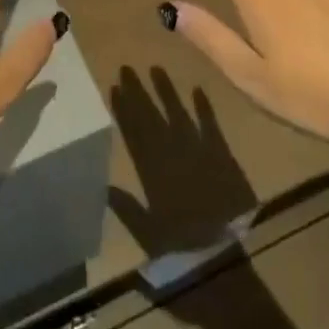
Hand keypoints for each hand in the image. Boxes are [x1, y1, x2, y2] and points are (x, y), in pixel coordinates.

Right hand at [108, 67, 257, 254]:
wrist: (225, 260)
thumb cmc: (182, 251)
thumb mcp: (147, 235)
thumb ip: (127, 208)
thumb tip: (104, 184)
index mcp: (153, 173)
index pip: (134, 133)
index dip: (124, 110)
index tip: (114, 87)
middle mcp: (172, 156)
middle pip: (152, 118)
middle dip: (138, 92)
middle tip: (127, 68)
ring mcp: (198, 152)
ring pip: (178, 115)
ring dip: (166, 92)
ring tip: (156, 68)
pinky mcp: (221, 156)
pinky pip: (211, 126)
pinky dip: (204, 108)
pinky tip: (197, 89)